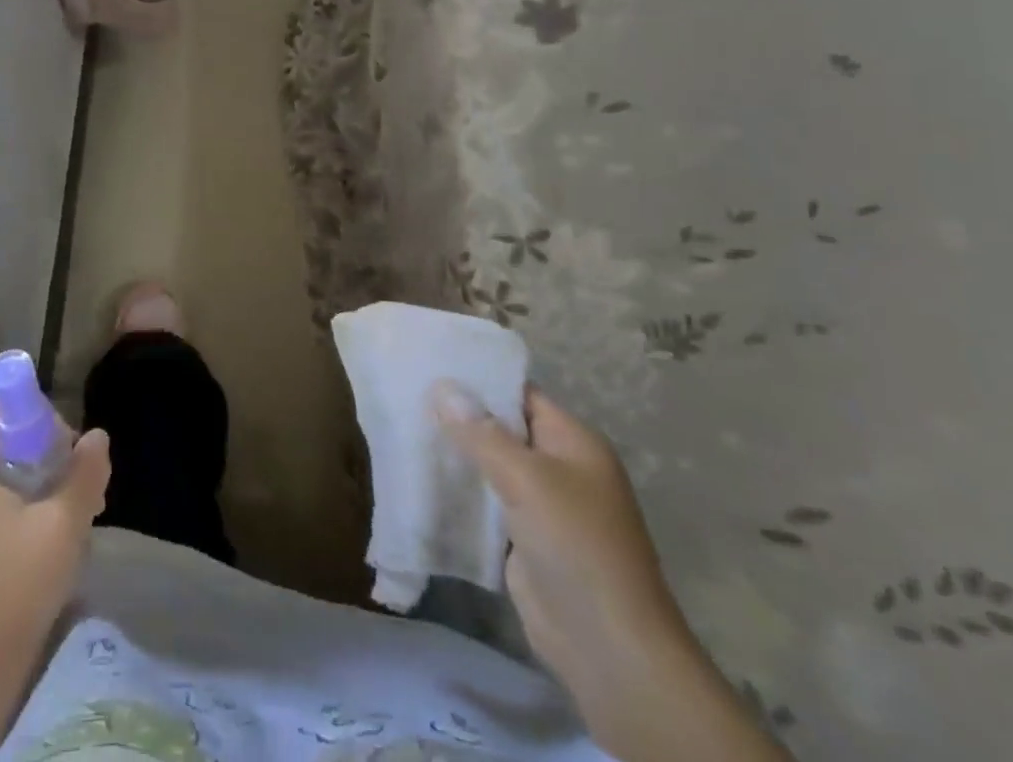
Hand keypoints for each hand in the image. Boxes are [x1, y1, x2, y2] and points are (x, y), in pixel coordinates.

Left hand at [0, 408, 110, 670]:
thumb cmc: (20, 582)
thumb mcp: (64, 521)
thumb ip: (85, 471)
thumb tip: (98, 434)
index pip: (3, 412)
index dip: (40, 416)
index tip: (71, 441)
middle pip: (11, 438)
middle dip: (52, 449)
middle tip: (84, 474)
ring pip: (15, 467)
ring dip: (51, 475)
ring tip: (84, 501)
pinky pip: (10, 492)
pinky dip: (38, 496)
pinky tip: (67, 522)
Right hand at [434, 384, 689, 715]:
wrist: (607, 647)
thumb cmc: (577, 545)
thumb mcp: (528, 479)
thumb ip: (482, 433)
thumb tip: (443, 387)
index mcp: (574, 442)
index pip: (520, 394)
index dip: (479, 379)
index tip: (432, 364)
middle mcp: (560, 467)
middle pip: (503, 429)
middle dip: (461, 416)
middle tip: (410, 393)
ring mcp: (542, 505)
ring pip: (492, 466)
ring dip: (457, 453)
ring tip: (405, 425)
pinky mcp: (524, 539)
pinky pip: (487, 502)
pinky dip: (460, 490)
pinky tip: (421, 475)